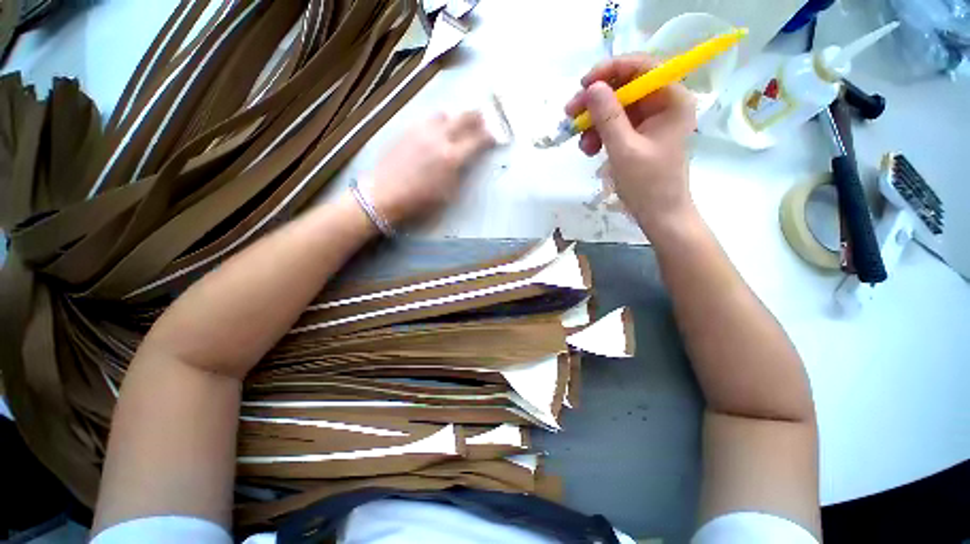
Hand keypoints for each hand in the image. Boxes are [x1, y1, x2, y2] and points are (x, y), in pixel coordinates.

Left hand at [361, 111, 493, 226]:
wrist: (385, 194)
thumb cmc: (420, 201)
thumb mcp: (448, 193)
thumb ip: (461, 173)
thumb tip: (467, 160)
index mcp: (452, 157)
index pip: (478, 140)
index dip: (490, 135)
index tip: (497, 133)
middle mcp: (439, 138)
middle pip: (464, 118)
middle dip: (477, 116)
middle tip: (484, 117)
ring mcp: (421, 131)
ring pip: (443, 114)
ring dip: (455, 118)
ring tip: (458, 124)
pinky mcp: (407, 130)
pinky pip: (427, 120)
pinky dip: (437, 123)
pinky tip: (436, 131)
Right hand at [565, 54, 696, 235]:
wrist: (658, 215)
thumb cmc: (648, 184)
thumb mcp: (624, 150)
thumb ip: (608, 117)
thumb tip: (592, 88)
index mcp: (671, 100)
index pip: (641, 67)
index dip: (610, 71)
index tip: (583, 85)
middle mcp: (663, 103)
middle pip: (625, 87)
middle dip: (595, 102)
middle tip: (570, 114)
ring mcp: (650, 120)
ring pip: (615, 108)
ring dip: (593, 123)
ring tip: (583, 146)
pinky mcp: (638, 135)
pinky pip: (614, 126)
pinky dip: (599, 135)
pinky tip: (590, 150)